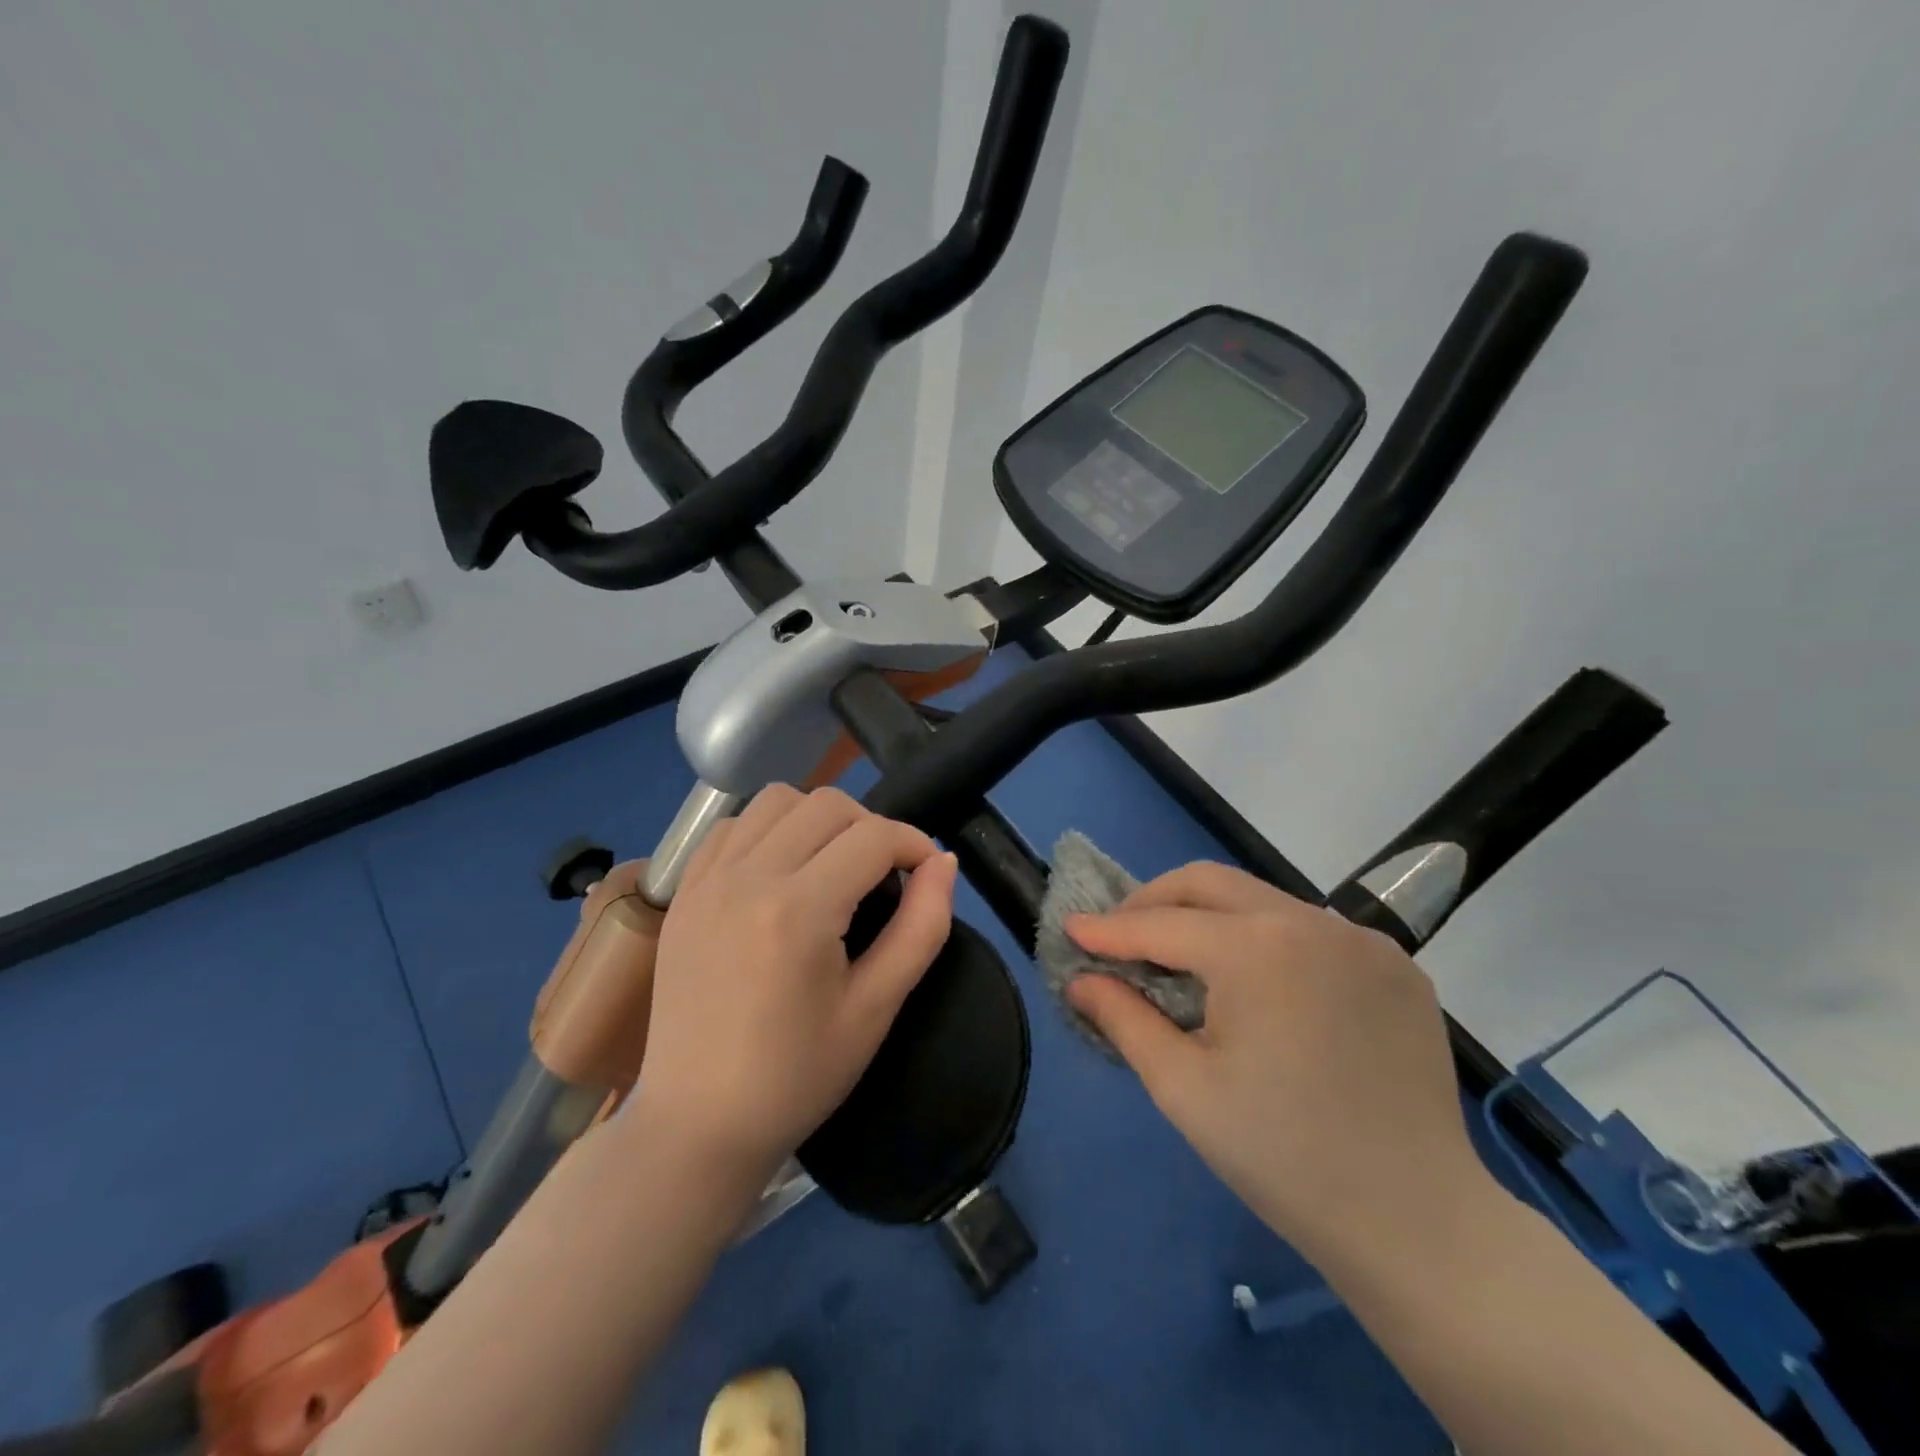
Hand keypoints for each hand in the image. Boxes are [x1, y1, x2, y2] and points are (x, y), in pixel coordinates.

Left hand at [633, 785, 957, 1186]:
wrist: (697, 1124)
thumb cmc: (797, 1077)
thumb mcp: (876, 1008)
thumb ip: (922, 927)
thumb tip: (944, 862)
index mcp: (798, 911)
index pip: (875, 837)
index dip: (915, 844)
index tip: (928, 874)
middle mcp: (748, 877)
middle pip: (828, 804)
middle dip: (873, 827)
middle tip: (885, 875)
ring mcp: (707, 880)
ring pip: (777, 799)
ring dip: (819, 818)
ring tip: (833, 864)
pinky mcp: (684, 891)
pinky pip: (733, 826)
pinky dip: (768, 829)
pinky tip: (781, 871)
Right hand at [1065, 862, 1491, 1262]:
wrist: (1419, 1224)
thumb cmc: (1283, 1157)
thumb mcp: (1183, 1089)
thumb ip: (1124, 1019)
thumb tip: (1080, 980)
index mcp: (1256, 949)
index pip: (1161, 925)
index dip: (1109, 929)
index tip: (1072, 928)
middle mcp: (1311, 922)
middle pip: (1210, 883)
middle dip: (1156, 901)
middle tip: (1123, 935)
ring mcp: (1362, 940)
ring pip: (1262, 900)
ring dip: (1211, 918)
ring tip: (1185, 960)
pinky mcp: (1397, 965)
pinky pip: (1312, 930)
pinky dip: (1268, 939)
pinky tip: (1261, 985)